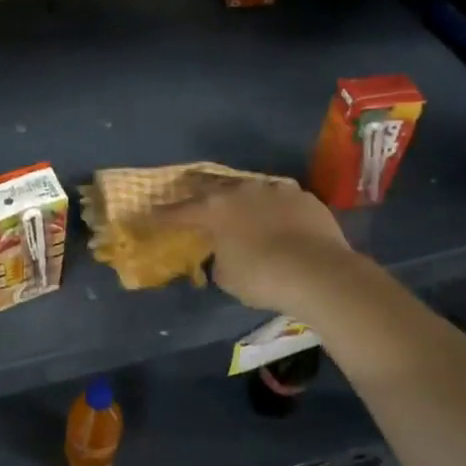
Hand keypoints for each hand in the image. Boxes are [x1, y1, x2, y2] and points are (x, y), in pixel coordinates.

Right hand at [145, 174, 355, 317]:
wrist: (319, 272)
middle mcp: (240, 191)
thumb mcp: (227, 277)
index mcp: (214, 210)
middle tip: (190, 196)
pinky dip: (273, 208)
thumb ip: (219, 258)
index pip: (178, 212)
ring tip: (238, 206)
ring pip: (248, 188)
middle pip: (211, 187)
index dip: (161, 215)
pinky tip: (277, 219)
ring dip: (240, 198)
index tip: (147, 214)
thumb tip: (224, 253)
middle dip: (198, 193)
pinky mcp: (303, 196)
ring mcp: (274, 189)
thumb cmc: (262, 277)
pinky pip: (280, 198)